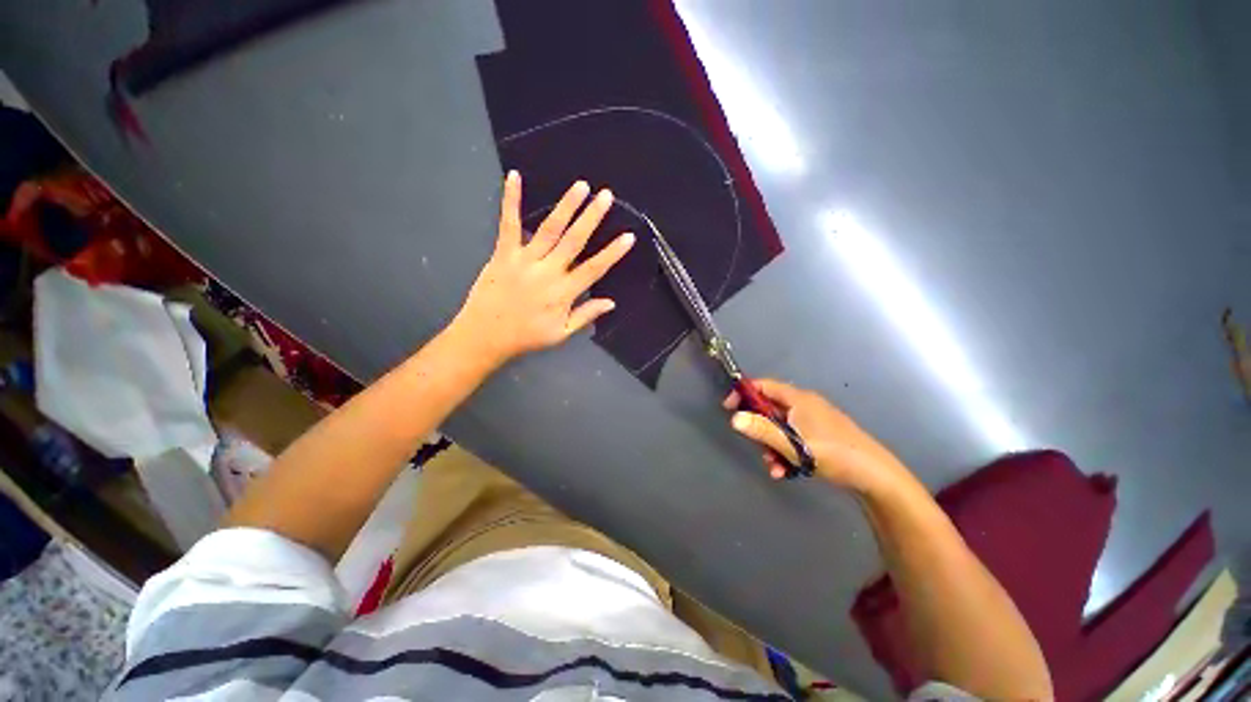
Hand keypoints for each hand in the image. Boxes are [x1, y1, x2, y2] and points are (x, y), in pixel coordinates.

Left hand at [452, 171, 634, 366]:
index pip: (593, 269)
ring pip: (549, 229)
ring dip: (566, 206)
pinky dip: (511, 201)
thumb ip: (585, 315)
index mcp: (563, 293)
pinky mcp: (503, 253)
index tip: (628, 237)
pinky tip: (515, 177)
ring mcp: (524, 260)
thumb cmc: (526, 336)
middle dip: (592, 217)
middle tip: (606, 196)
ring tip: (581, 186)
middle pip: (574, 241)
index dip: (612, 253)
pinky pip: (509, 224)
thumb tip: (611, 302)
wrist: (485, 336)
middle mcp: (547, 272)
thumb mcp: (561, 333)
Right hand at [724, 379, 911, 493]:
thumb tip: (734, 418)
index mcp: (798, 399)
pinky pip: (794, 438)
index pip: (763, 386)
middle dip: (759, 427)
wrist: (875, 476)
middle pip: (770, 408)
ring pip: (781, 427)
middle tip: (753, 443)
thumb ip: (761, 430)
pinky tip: (785, 470)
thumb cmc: (831, 453)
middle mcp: (805, 405)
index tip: (729, 408)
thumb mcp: (792, 443)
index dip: (744, 393)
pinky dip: (786, 451)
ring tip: (772, 465)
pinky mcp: (821, 436)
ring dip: (772, 444)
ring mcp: (814, 421)